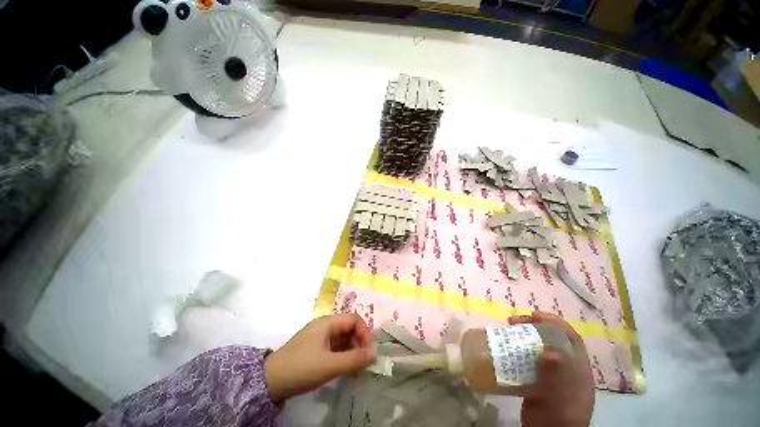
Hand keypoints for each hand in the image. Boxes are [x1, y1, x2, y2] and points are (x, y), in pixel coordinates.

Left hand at [264, 314, 374, 403]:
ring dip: (351, 350)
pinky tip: (345, 368)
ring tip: (356, 367)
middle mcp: (324, 326)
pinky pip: (335, 347)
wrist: (269, 382)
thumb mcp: (329, 365)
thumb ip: (353, 359)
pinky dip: (343, 355)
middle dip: (359, 342)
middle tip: (364, 362)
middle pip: (349, 328)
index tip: (368, 352)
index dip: (364, 333)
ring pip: (342, 338)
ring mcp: (319, 337)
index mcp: (328, 323)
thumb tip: (374, 354)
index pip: (353, 319)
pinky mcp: (315, 348)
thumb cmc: (301, 368)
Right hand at [509, 312, 594, 426]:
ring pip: (537, 346)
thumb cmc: (557, 421)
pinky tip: (505, 349)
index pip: (570, 338)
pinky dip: (516, 349)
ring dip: (522, 335)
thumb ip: (557, 379)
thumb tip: (550, 352)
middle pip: (551, 338)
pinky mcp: (536, 379)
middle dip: (532, 325)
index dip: (554, 322)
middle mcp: (565, 368)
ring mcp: (550, 374)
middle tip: (512, 321)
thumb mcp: (559, 402)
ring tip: (506, 330)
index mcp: (577, 370)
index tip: (533, 315)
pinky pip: (527, 358)